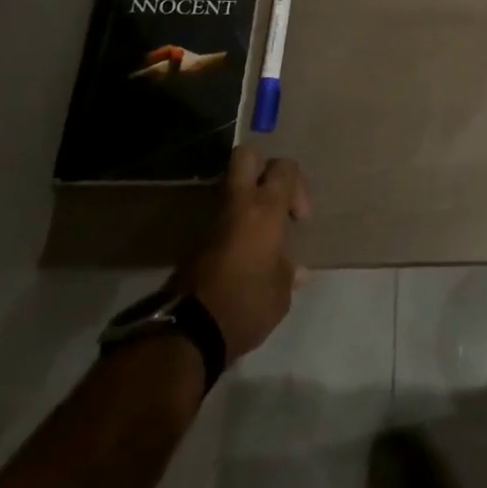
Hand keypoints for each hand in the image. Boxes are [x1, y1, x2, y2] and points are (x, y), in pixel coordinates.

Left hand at [173, 146, 311, 363]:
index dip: (296, 184)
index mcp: (265, 209)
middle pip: (246, 156)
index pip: (284, 168)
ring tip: (260, 231)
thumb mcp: (280, 294)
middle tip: (274, 199)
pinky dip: (233, 223)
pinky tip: (243, 252)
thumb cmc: (246, 305)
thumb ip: (288, 273)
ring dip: (246, 199)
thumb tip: (296, 270)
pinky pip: (220, 216)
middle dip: (262, 167)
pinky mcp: (195, 240)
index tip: (298, 218)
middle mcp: (237, 204)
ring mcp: (212, 219)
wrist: (188, 331)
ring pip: (230, 186)